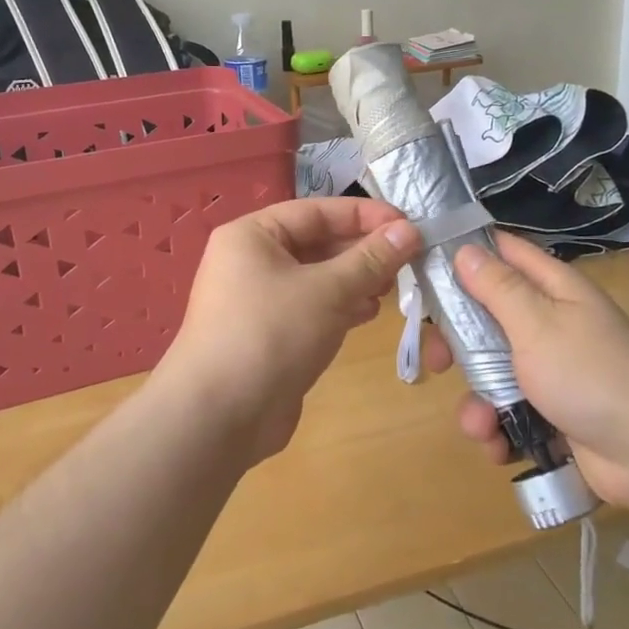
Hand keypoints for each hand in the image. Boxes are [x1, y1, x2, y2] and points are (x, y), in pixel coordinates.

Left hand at [155, 198, 422, 462]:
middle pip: (316, 243)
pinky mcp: (268, 335)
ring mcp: (257, 301)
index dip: (365, 215)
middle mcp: (250, 261)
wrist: (218, 416)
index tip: (408, 225)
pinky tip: (368, 313)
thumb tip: (409, 230)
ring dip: (355, 280)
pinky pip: (310, 309)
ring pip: (316, 278)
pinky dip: (340, 307)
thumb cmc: (271, 333)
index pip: (317, 211)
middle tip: (407, 260)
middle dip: (362, 251)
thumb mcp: (328, 290)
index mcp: (252, 235)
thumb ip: (370, 259)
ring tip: (393, 288)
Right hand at [448, 234, 628, 512]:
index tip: (423, 269)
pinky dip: (500, 430)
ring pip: (492, 373)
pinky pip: (510, 414)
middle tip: (437, 360)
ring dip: (478, 401)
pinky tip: (500, 447)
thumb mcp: (537, 323)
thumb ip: (497, 287)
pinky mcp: (553, 415)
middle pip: (486, 319)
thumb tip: (465, 248)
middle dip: (457, 343)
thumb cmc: (593, 373)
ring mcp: (551, 372)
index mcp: (552, 289)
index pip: (502, 253)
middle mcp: (549, 324)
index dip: (464, 254)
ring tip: (481, 426)